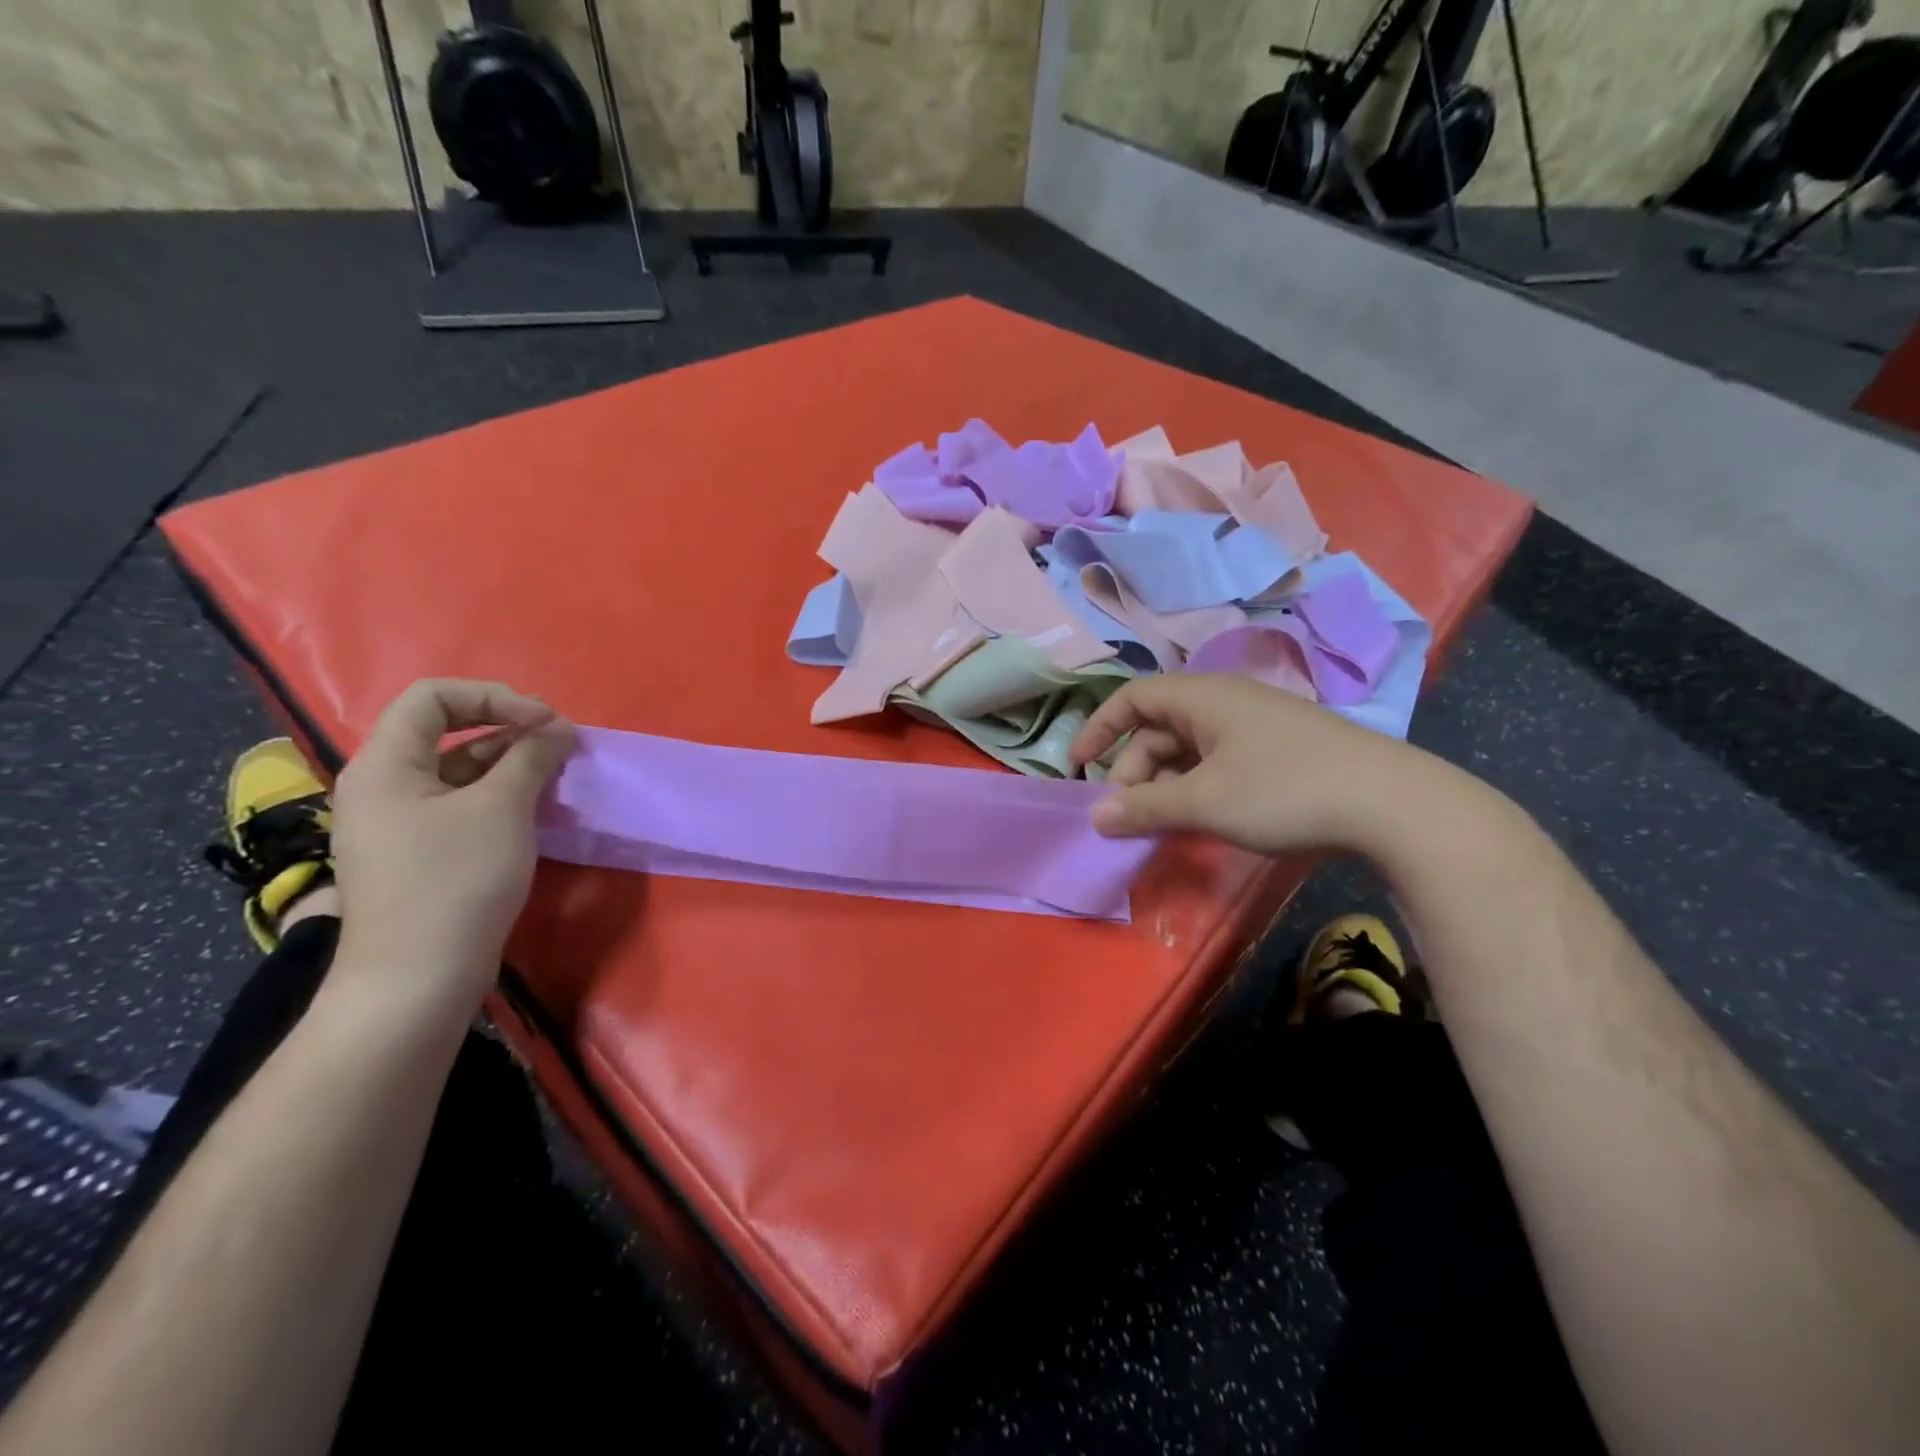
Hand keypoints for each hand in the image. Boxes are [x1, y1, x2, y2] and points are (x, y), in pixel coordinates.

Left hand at [329, 679, 575, 1010]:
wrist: (417, 979)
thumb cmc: (455, 881)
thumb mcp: (501, 808)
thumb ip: (531, 757)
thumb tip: (558, 729)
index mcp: (386, 764)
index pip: (433, 697)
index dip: (495, 696)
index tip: (546, 722)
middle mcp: (383, 785)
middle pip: (446, 730)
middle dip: (508, 728)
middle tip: (559, 744)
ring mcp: (399, 822)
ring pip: (458, 769)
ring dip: (510, 762)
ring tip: (556, 774)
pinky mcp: (419, 852)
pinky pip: (460, 803)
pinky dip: (499, 794)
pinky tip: (535, 807)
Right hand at [1069, 673, 1437, 855]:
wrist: (1392, 804)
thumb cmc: (1285, 791)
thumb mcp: (1205, 803)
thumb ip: (1145, 808)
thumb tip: (1096, 817)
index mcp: (1203, 697)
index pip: (1133, 698)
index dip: (1099, 729)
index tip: (1079, 766)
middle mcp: (1226, 701)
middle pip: (1159, 728)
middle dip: (1134, 770)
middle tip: (1128, 816)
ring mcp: (1256, 725)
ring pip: (1190, 748)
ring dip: (1166, 783)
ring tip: (1162, 825)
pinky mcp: (1280, 749)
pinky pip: (1218, 760)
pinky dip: (1197, 786)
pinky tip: (1203, 819)